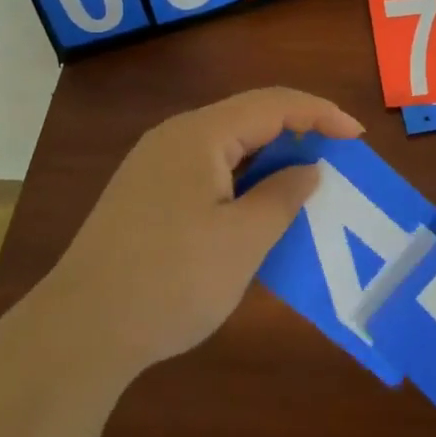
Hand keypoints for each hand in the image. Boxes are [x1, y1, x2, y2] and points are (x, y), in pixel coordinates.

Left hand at [39, 88, 362, 382]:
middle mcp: (175, 137)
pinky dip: (242, 181)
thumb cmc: (170, 281)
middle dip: (297, 134)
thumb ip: (282, 196)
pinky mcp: (145, 193)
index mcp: (200, 134)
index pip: (273, 103)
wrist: (79, 333)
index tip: (357, 137)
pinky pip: (207, 170)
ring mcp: (155, 165)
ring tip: (302, 186)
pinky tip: (255, 210)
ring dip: (269, 160)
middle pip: (248, 118)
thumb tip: (308, 169)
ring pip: (228, 146)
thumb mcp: (242, 242)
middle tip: (335, 162)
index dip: (320, 113)